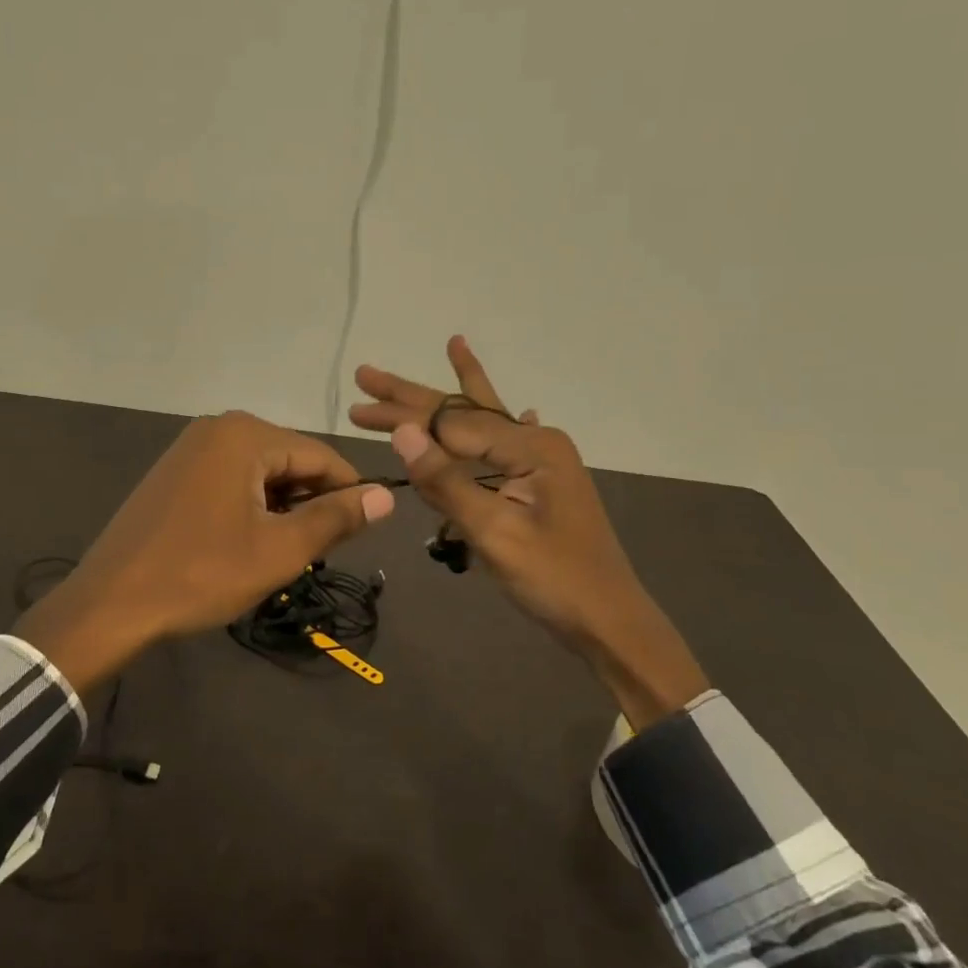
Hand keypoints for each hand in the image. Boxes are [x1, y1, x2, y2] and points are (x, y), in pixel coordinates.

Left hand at [17, 411, 394, 698]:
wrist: (111, 602)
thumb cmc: (201, 574)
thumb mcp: (278, 550)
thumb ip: (335, 518)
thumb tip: (385, 497)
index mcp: (245, 435)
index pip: (320, 456)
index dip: (349, 492)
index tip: (365, 530)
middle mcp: (217, 428)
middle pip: (289, 460)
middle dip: (309, 502)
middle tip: (317, 551)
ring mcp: (190, 448)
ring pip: (260, 472)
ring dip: (280, 507)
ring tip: (283, 552)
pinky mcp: (174, 471)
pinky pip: (230, 478)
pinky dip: (250, 505)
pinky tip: (247, 541)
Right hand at [351, 337, 706, 727]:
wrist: (610, 622)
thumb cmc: (553, 579)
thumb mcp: (494, 532)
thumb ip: (447, 481)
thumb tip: (404, 431)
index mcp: (531, 446)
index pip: (449, 423)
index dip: (400, 416)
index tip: (357, 407)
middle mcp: (538, 441)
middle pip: (463, 410)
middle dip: (412, 395)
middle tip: (366, 374)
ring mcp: (544, 460)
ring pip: (485, 420)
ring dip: (453, 397)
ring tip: (451, 345)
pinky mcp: (543, 481)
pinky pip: (506, 443)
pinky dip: (501, 422)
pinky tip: (515, 404)